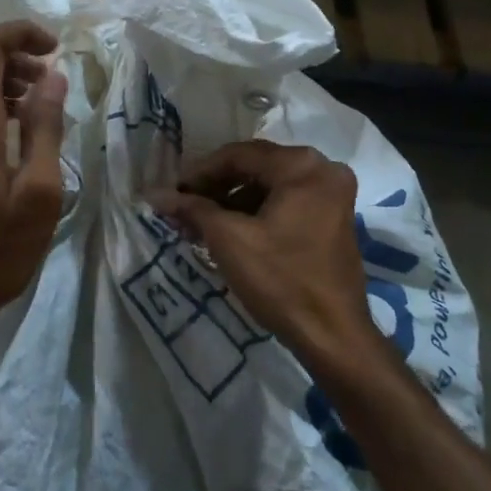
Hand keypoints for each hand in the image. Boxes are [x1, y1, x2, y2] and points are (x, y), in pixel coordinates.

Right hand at [151, 140, 379, 365]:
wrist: (333, 336)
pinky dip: (257, 212)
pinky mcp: (334, 217)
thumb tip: (156, 194)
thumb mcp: (229, 240)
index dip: (200, 172)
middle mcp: (323, 169)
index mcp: (302, 166)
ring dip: (234, 200)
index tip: (173, 192)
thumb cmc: (280, 280)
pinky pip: (287, 201)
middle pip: (256, 167)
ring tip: (201, 223)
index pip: (239, 155)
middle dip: (216, 187)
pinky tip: (230, 230)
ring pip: (270, 185)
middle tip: (184, 207)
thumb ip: (192, 209)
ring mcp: (333, 194)